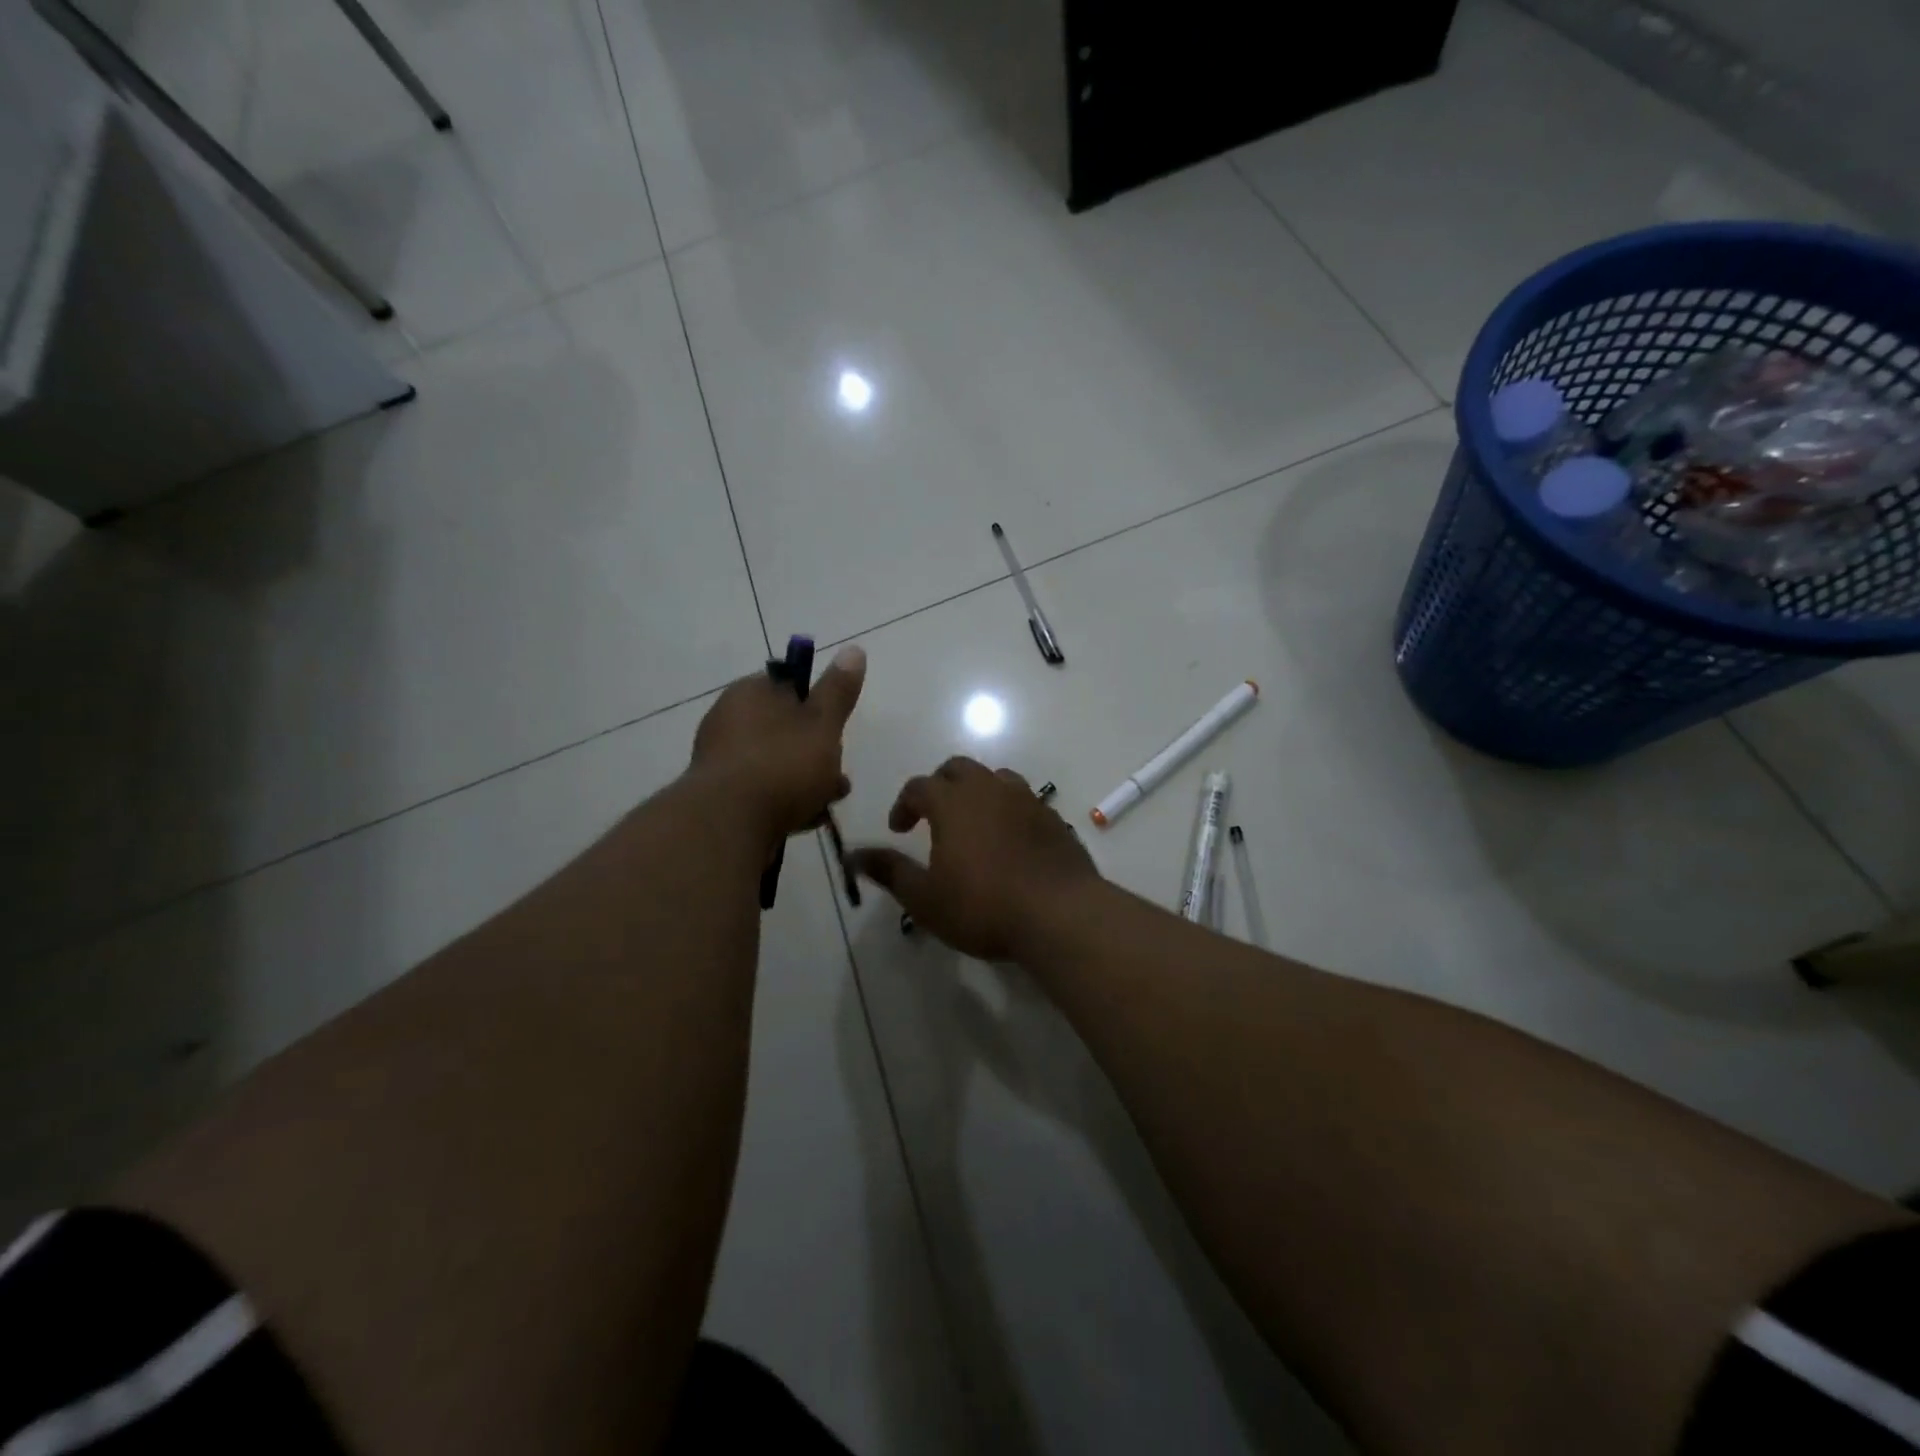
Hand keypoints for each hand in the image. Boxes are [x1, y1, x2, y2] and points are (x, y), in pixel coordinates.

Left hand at [691, 644, 864, 843]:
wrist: (727, 823)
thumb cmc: (782, 764)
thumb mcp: (823, 723)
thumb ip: (838, 690)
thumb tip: (854, 649)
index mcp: (750, 692)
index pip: (788, 685)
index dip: (818, 705)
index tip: (837, 729)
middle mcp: (728, 719)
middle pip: (784, 728)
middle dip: (817, 750)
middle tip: (839, 774)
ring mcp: (720, 759)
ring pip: (775, 761)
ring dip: (805, 779)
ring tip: (829, 801)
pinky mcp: (718, 796)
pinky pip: (760, 790)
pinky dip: (784, 800)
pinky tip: (806, 819)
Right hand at [848, 757, 1100, 960]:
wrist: (1060, 914)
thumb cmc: (983, 906)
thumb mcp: (926, 898)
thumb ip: (890, 871)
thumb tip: (854, 855)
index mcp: (953, 803)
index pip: (919, 786)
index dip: (903, 804)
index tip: (899, 829)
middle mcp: (990, 790)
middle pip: (959, 768)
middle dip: (940, 785)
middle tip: (933, 816)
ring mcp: (1027, 800)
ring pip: (996, 777)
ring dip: (977, 791)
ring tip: (972, 822)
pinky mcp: (1053, 818)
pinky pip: (1024, 800)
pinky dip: (1008, 809)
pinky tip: (1009, 839)